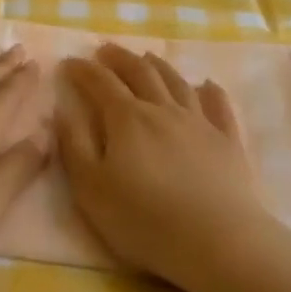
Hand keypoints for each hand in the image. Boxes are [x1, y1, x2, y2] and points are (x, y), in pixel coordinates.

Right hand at [57, 44, 267, 291]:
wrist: (218, 242)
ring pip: (177, 82)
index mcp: (127, 119)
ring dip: (158, 66)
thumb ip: (75, 145)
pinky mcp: (228, 141)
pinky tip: (207, 85)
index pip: (101, 83)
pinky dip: (211, 91)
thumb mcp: (92, 189)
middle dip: (119, 58)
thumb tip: (62, 110)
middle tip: (106, 49)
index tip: (70, 62)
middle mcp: (163, 109)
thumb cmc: (145, 221)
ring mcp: (200, 122)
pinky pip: (219, 106)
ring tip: (147, 57)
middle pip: (140, 72)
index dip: (83, 70)